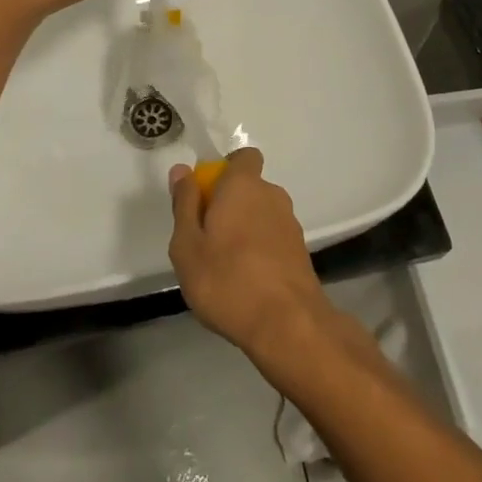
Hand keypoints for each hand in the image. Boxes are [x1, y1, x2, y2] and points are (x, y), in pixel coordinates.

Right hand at [167, 148, 330, 361]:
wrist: (288, 325)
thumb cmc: (227, 280)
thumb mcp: (187, 245)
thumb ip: (184, 204)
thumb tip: (182, 171)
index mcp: (244, 185)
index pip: (243, 156)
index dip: (225, 169)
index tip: (206, 195)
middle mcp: (272, 195)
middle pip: (249, 187)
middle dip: (229, 204)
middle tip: (206, 239)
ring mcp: (290, 224)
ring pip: (261, 214)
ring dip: (244, 229)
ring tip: (224, 266)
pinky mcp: (300, 252)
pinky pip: (273, 238)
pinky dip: (259, 250)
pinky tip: (246, 282)